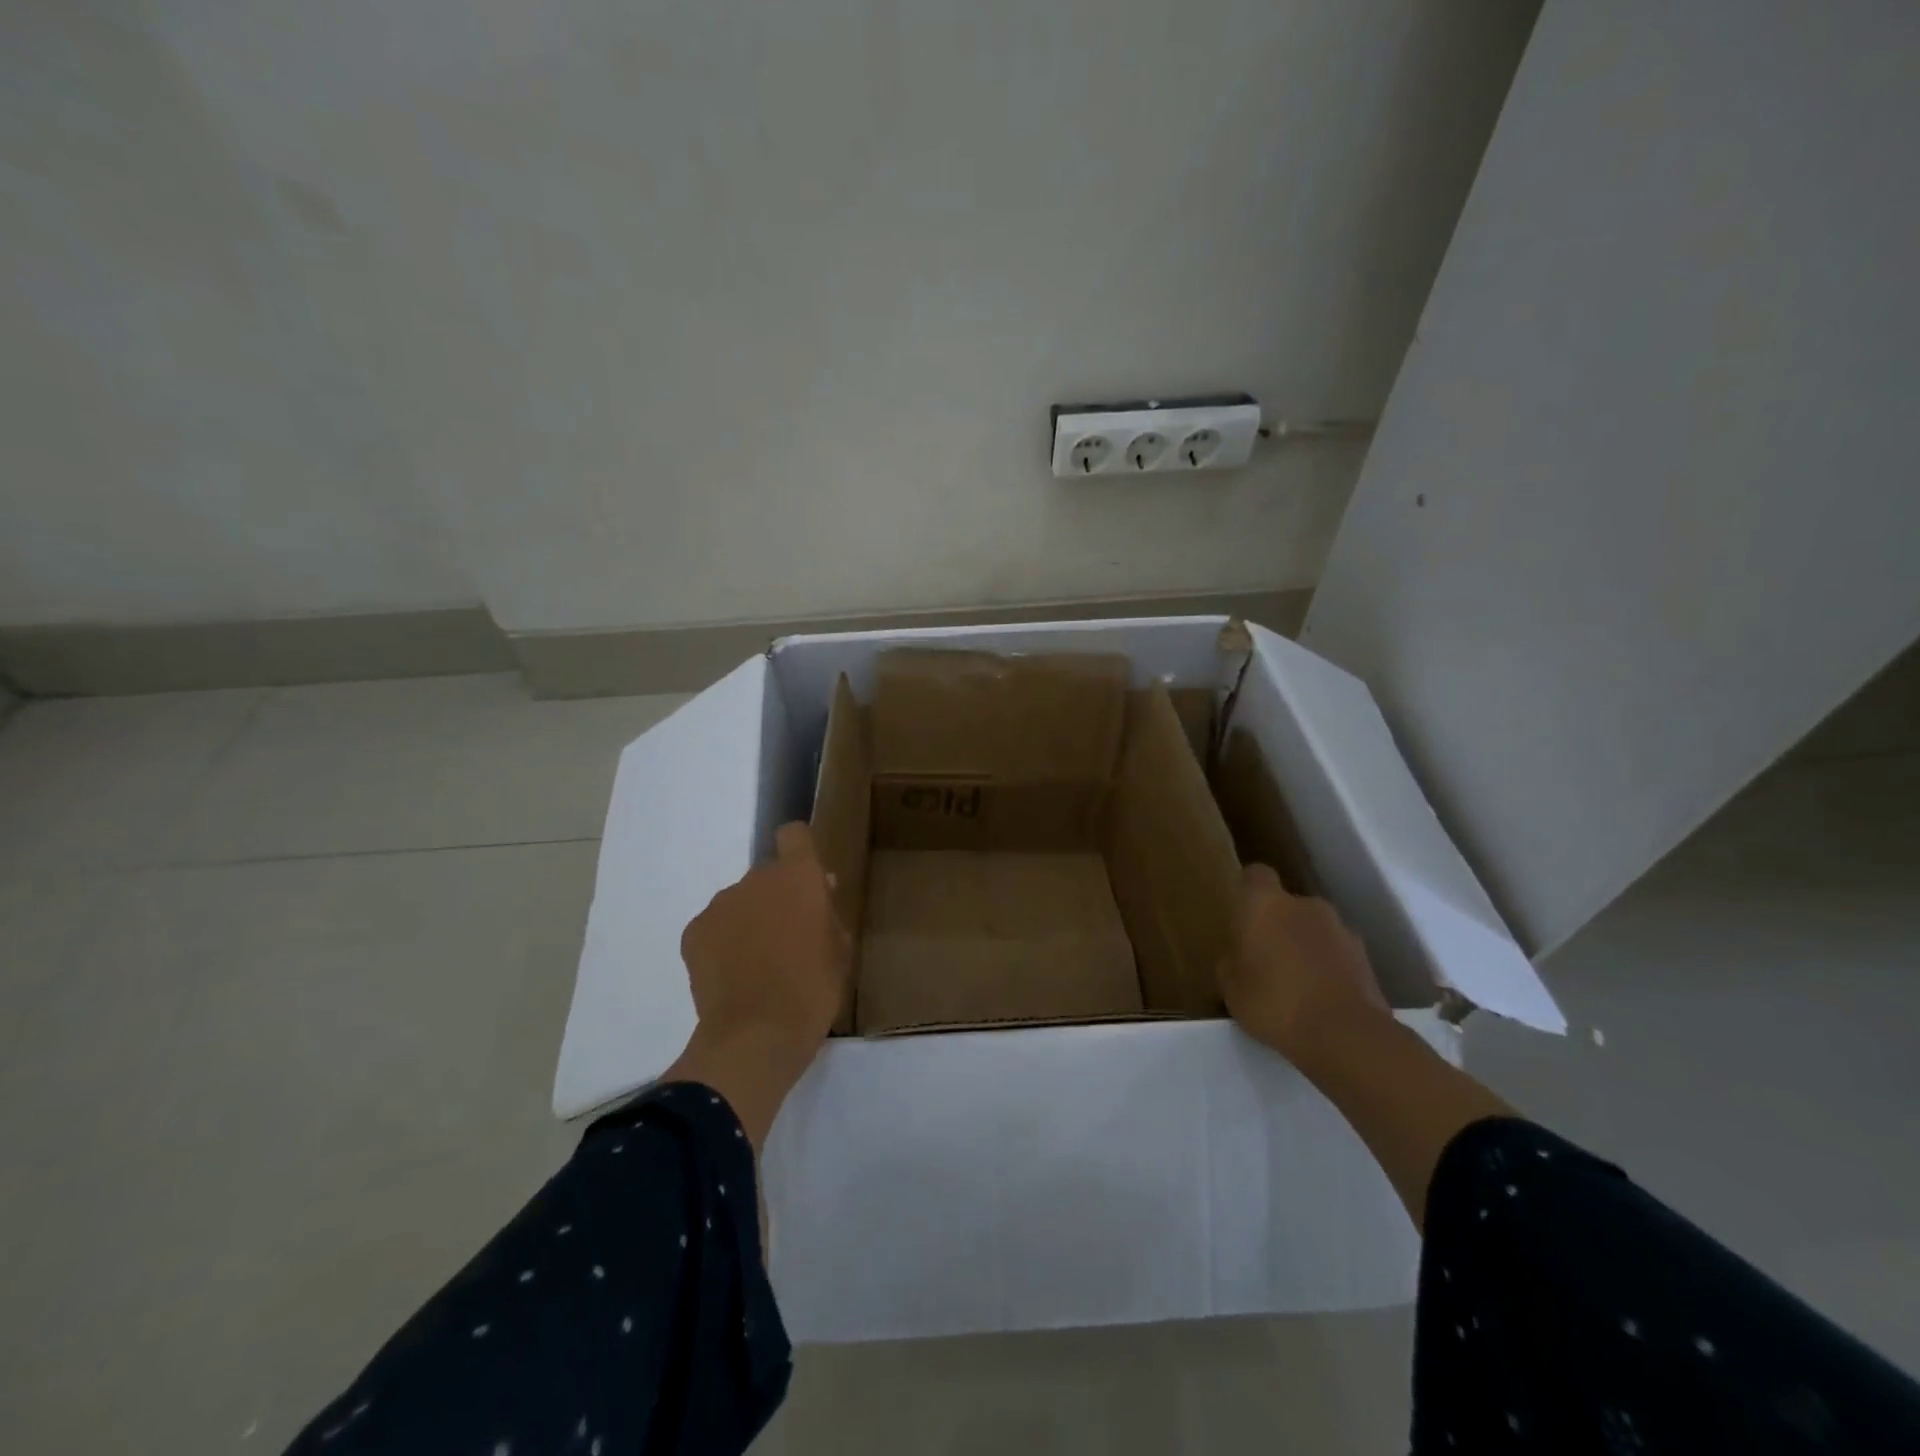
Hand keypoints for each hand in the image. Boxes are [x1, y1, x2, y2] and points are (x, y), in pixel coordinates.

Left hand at [680, 821, 851, 1052]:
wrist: (756, 1036)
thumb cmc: (812, 990)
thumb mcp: (840, 950)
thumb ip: (829, 913)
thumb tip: (821, 889)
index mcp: (797, 877)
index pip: (795, 835)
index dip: (801, 850)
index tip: (809, 880)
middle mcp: (755, 879)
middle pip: (768, 874)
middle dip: (778, 896)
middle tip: (789, 936)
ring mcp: (720, 905)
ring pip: (740, 900)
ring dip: (750, 918)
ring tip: (758, 961)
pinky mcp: (694, 932)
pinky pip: (715, 926)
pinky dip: (724, 941)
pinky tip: (733, 974)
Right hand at [1219, 864, 1388, 1060]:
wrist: (1345, 1035)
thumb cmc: (1274, 1001)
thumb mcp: (1230, 987)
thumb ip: (1231, 961)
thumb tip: (1238, 955)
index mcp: (1266, 903)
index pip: (1256, 874)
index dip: (1248, 891)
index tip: (1242, 915)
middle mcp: (1306, 905)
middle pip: (1287, 905)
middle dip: (1278, 925)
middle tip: (1265, 959)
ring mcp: (1341, 929)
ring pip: (1314, 930)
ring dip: (1305, 947)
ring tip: (1296, 985)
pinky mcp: (1366, 958)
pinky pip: (1337, 955)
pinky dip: (1329, 968)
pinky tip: (1321, 999)